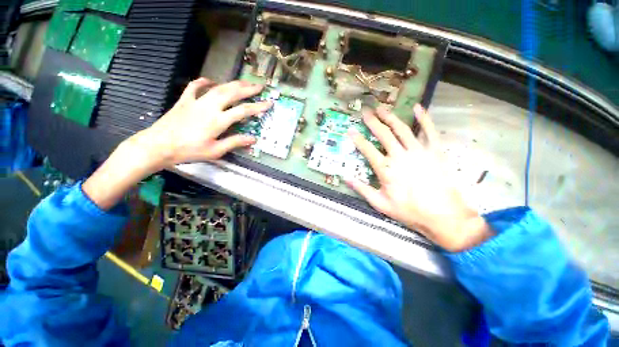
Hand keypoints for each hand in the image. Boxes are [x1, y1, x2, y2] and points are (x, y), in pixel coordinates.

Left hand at [83, 78, 269, 209]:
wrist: (158, 145)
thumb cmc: (189, 151)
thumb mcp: (215, 151)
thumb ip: (235, 142)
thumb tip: (253, 138)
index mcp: (218, 121)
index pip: (243, 111)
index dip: (258, 106)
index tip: (269, 103)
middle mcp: (209, 107)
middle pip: (232, 93)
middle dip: (248, 89)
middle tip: (259, 85)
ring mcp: (196, 101)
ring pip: (218, 87)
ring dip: (233, 84)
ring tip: (244, 82)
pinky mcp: (184, 100)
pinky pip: (195, 86)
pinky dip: (204, 81)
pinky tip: (211, 81)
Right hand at [346, 105, 491, 251]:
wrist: (443, 216)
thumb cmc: (409, 211)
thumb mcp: (380, 204)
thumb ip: (362, 189)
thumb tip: (345, 178)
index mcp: (385, 169)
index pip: (367, 150)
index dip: (357, 139)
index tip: (350, 130)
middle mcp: (400, 156)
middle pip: (383, 135)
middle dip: (373, 122)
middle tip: (365, 112)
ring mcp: (419, 152)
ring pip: (402, 130)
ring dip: (391, 117)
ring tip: (382, 108)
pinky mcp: (435, 151)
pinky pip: (429, 131)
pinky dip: (424, 118)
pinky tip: (417, 108)